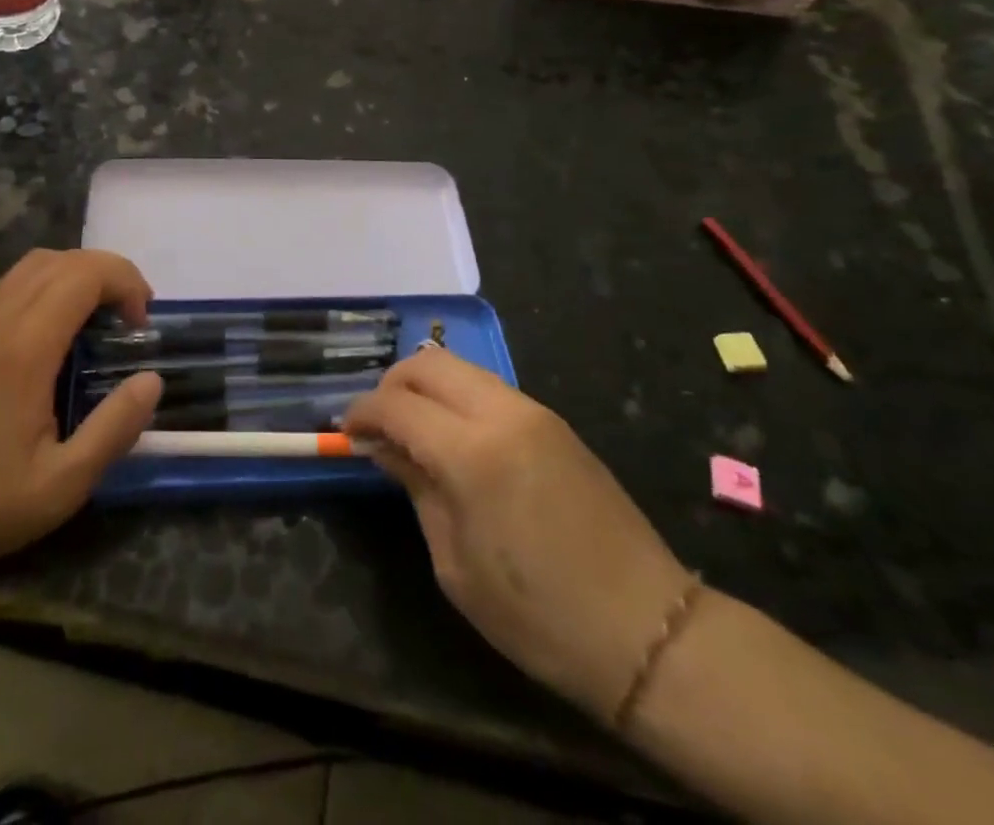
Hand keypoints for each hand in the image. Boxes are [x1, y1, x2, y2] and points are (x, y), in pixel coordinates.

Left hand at [0, 249, 162, 569]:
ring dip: (76, 273)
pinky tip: (55, 325)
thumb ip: (116, 427)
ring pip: (33, 264)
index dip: (124, 283)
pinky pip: (10, 282)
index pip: (84, 275)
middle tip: (130, 316)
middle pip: (62, 260)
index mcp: (25, 348)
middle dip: (108, 273)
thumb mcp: (66, 482)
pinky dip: (46, 283)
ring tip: (98, 314)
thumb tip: (152, 379)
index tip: (140, 323)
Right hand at [344, 349, 691, 720]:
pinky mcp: (554, 420)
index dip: (362, 412)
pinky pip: (489, 388)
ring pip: (460, 367)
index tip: (347, 432)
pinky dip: (457, 397)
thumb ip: (417, 488)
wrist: (646, 630)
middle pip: (428, 364)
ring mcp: (533, 411)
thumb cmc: (538, 615)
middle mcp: (502, 413)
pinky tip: (453, 436)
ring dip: (425, 386)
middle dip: (391, 385)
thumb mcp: (456, 564)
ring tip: (412, 429)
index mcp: (472, 452)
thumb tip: (384, 448)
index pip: (397, 405)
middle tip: (377, 424)